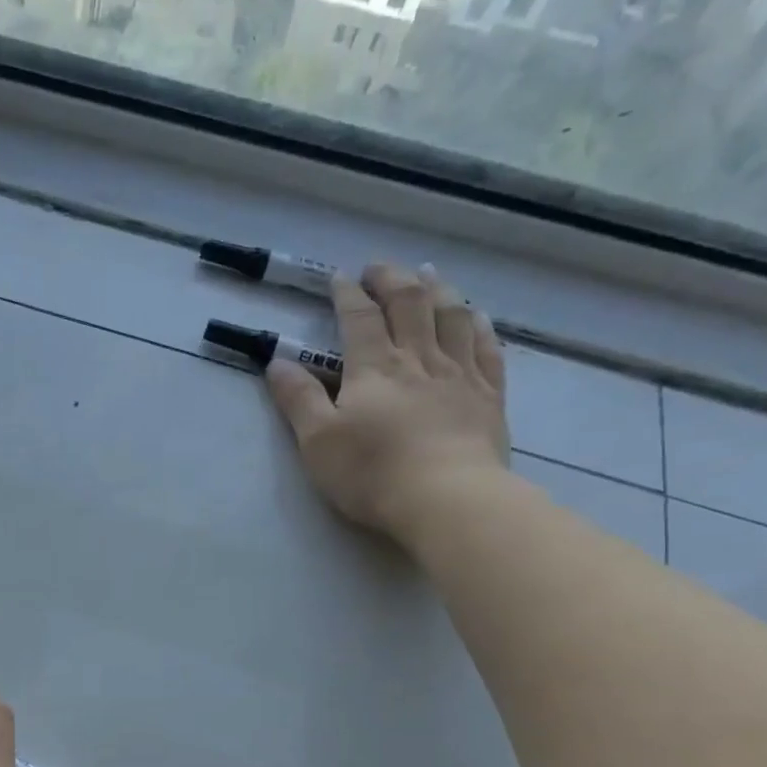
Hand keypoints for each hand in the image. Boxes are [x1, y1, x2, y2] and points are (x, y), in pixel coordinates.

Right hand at [266, 263, 510, 545]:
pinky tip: (475, 316)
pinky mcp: (489, 395)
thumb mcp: (318, 441)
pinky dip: (478, 325)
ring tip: (428, 274)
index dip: (348, 294)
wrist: (446, 498)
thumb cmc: (372, 472)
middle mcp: (418, 358)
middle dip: (391, 280)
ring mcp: (459, 373)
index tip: (339, 277)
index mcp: (374, 367)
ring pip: (451, 316)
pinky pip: (487, 348)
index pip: (359, 317)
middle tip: (379, 268)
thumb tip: (277, 363)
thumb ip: (298, 399)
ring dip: (438, 289)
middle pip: (409, 303)